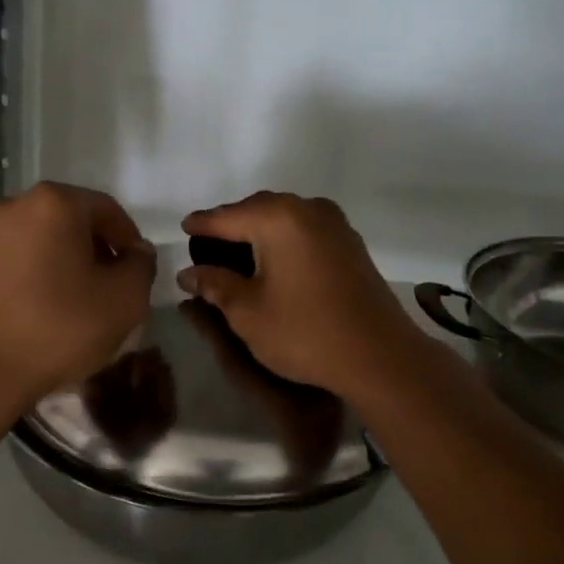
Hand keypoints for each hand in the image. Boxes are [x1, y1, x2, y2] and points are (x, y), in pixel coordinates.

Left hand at [0, 182, 155, 410]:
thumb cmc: (58, 329)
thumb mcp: (124, 301)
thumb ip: (141, 266)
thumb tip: (135, 253)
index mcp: (55, 203)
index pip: (107, 210)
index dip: (128, 240)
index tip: (135, 272)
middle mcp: (13, 205)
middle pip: (67, 220)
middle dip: (91, 249)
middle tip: (105, 287)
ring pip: (34, 240)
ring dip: (56, 262)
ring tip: (67, 302)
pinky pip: (6, 261)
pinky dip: (25, 276)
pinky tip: (31, 311)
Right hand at [179, 192, 420, 401]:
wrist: (379, 356)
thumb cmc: (305, 332)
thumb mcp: (247, 312)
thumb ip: (215, 284)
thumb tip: (189, 273)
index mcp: (278, 219)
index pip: (228, 216)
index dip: (202, 224)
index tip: (183, 227)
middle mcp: (308, 209)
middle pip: (258, 208)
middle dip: (231, 223)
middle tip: (207, 242)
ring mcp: (335, 224)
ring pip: (284, 216)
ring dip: (258, 229)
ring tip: (236, 251)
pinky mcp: (350, 243)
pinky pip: (305, 229)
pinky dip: (283, 238)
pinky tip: (273, 259)